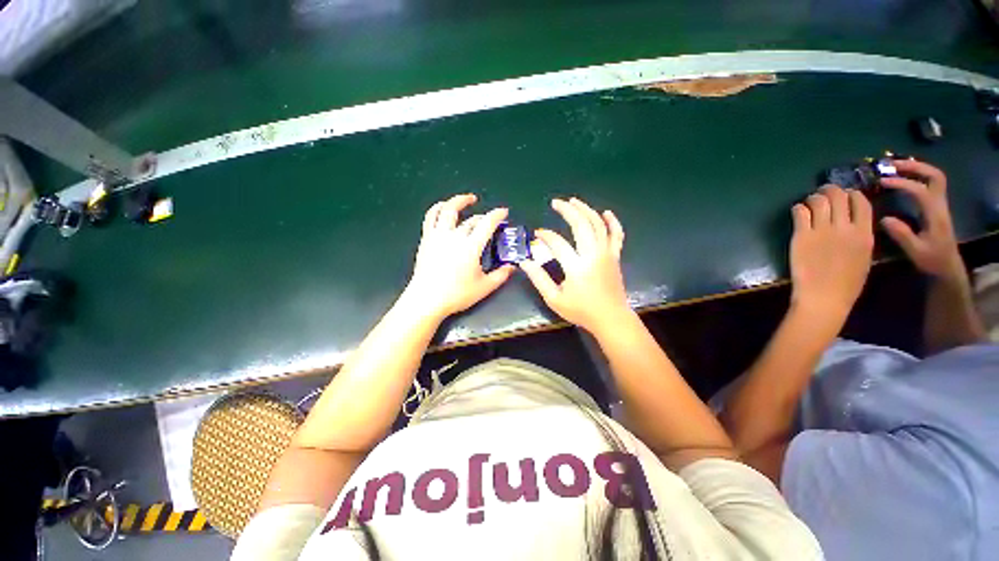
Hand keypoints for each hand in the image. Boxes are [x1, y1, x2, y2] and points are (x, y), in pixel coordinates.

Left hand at [403, 194, 513, 319]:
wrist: (427, 299)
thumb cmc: (456, 294)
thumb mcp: (484, 287)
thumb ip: (501, 275)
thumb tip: (512, 267)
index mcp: (471, 246)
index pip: (487, 223)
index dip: (497, 214)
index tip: (503, 211)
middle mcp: (455, 236)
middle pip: (471, 220)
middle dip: (484, 217)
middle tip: (490, 221)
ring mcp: (439, 235)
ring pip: (448, 210)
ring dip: (459, 201)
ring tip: (468, 199)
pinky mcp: (427, 239)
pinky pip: (430, 217)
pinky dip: (437, 208)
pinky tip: (443, 207)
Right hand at [520, 197, 631, 333]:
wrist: (611, 319)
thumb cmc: (581, 311)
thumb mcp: (554, 299)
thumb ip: (539, 279)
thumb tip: (525, 262)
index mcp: (577, 267)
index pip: (558, 243)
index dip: (545, 236)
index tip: (537, 234)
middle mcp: (593, 255)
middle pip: (581, 225)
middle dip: (567, 210)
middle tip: (556, 203)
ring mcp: (607, 254)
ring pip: (598, 225)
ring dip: (586, 210)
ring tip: (574, 201)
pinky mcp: (615, 256)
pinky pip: (617, 235)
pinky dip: (612, 222)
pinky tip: (606, 212)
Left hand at [790, 185, 873, 321]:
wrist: (824, 297)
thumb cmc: (846, 284)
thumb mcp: (864, 257)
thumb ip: (860, 237)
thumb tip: (853, 223)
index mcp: (865, 234)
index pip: (861, 202)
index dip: (852, 194)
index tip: (845, 195)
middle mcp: (845, 228)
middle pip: (839, 196)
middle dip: (830, 190)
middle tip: (823, 193)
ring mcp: (822, 231)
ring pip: (819, 200)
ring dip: (814, 197)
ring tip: (810, 202)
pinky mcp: (801, 236)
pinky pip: (800, 212)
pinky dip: (798, 207)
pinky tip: (798, 211)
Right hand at [880, 160, 964, 280]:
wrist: (948, 266)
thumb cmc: (931, 259)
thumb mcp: (915, 251)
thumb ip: (901, 234)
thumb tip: (884, 219)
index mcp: (935, 214)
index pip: (920, 190)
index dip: (902, 183)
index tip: (882, 182)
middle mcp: (940, 204)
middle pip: (934, 176)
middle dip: (914, 167)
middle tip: (892, 164)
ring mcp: (939, 204)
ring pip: (934, 177)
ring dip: (916, 168)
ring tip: (896, 167)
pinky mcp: (936, 206)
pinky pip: (929, 184)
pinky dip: (917, 176)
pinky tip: (903, 178)